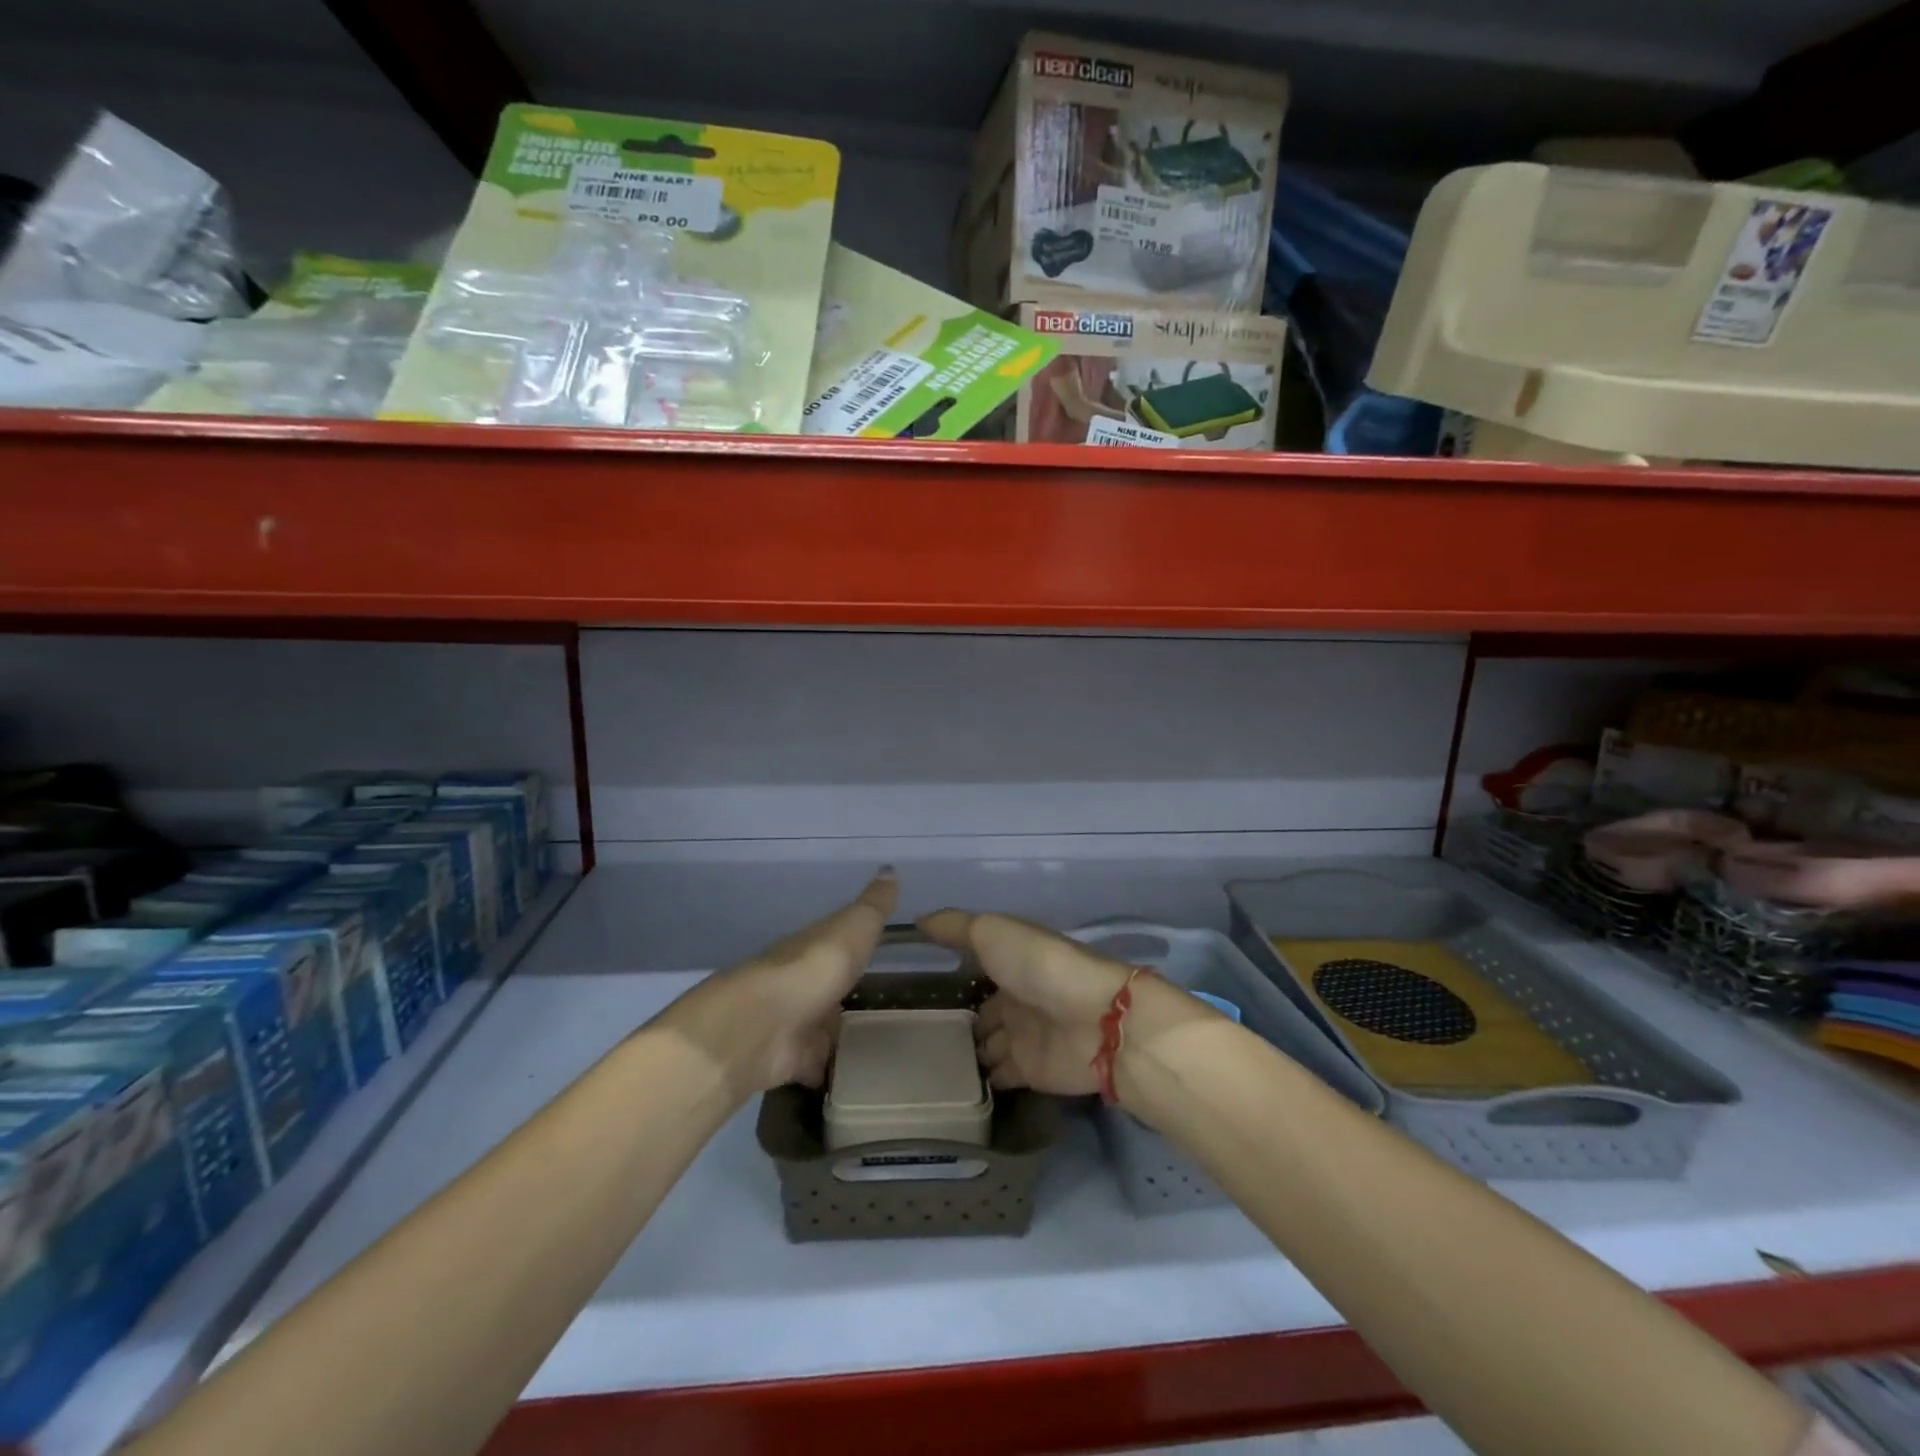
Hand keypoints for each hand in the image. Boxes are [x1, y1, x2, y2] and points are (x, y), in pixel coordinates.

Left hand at [659, 868, 896, 1096]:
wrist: (762, 1025)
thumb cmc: (814, 967)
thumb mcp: (853, 927)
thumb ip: (874, 906)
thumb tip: (889, 868)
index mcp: (816, 947)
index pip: (839, 941)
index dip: (857, 943)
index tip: (881, 949)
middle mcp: (803, 982)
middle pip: (830, 986)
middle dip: (848, 992)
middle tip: (886, 1003)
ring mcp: (795, 1022)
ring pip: (823, 1025)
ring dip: (840, 1033)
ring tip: (880, 1043)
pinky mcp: (792, 1060)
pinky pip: (817, 1065)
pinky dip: (830, 1070)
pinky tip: (855, 1076)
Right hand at [919, 909, 1209, 1096]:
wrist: (1095, 1019)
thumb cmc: (1040, 966)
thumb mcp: (993, 932)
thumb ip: (955, 927)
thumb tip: (918, 921)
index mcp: (1010, 961)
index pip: (974, 968)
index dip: (951, 973)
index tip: (915, 984)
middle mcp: (1015, 997)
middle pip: (979, 1011)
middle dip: (954, 1020)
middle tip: (911, 1033)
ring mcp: (1022, 1036)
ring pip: (984, 1045)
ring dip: (963, 1052)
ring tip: (921, 1063)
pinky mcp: (1029, 1072)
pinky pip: (997, 1076)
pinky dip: (978, 1080)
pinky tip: (947, 1086)